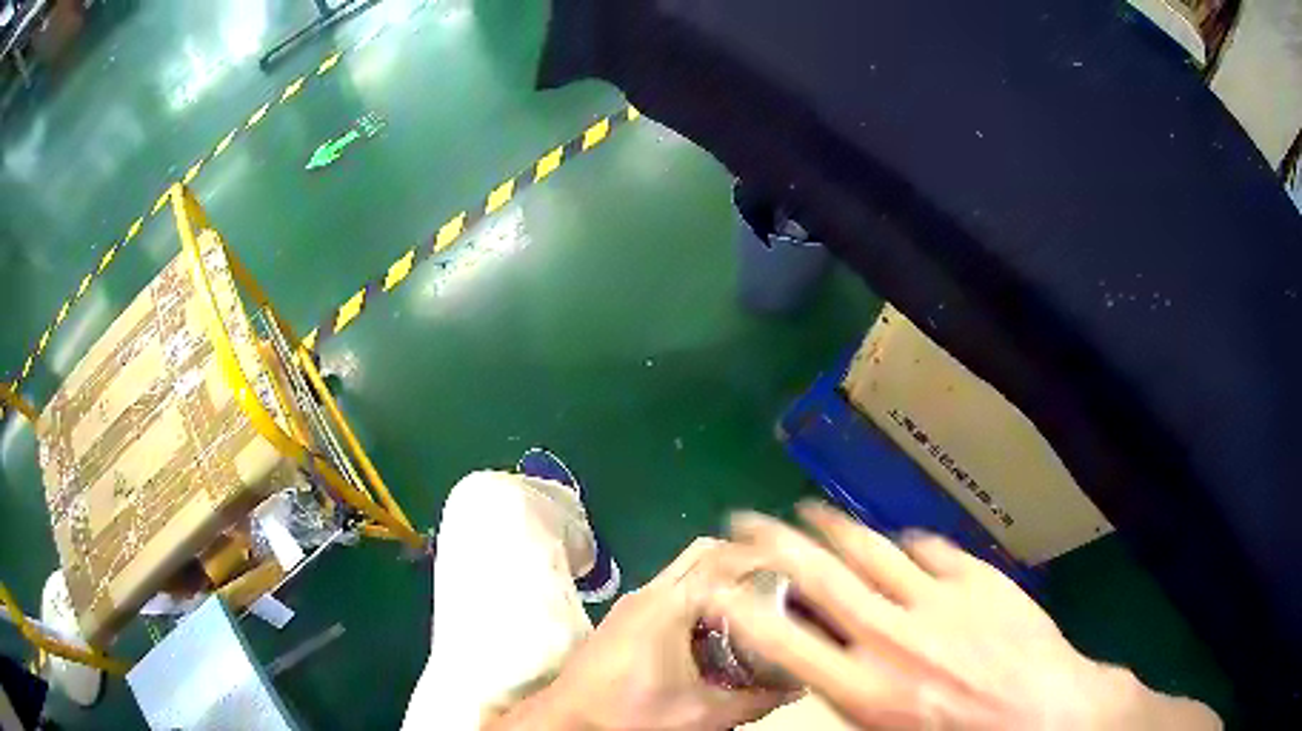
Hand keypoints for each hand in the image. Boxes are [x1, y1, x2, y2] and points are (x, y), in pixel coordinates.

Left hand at [493, 538, 794, 730]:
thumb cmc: (632, 714)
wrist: (568, 718)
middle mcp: (651, 592)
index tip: (798, 569)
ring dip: (721, 574)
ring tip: (756, 602)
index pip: (723, 560)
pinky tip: (716, 625)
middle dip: (744, 558)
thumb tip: (797, 687)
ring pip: (685, 566)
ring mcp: (634, 601)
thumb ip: (756, 701)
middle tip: (781, 582)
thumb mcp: (703, 714)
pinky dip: (700, 590)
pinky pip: (671, 586)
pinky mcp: (625, 615)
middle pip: (704, 552)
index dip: (763, 558)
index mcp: (670, 606)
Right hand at [707, 502, 1220, 729]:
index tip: (716, 583)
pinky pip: (928, 549)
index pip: (783, 639)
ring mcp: (936, 597)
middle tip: (748, 519)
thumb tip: (826, 665)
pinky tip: (897, 542)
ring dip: (834, 527)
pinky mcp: (974, 576)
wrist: (1045, 711)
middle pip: (820, 576)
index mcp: (864, 686)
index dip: (742, 607)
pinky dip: (905, 545)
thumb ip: (851, 697)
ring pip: (871, 548)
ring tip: (809, 511)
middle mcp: (890, 635)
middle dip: (775, 543)